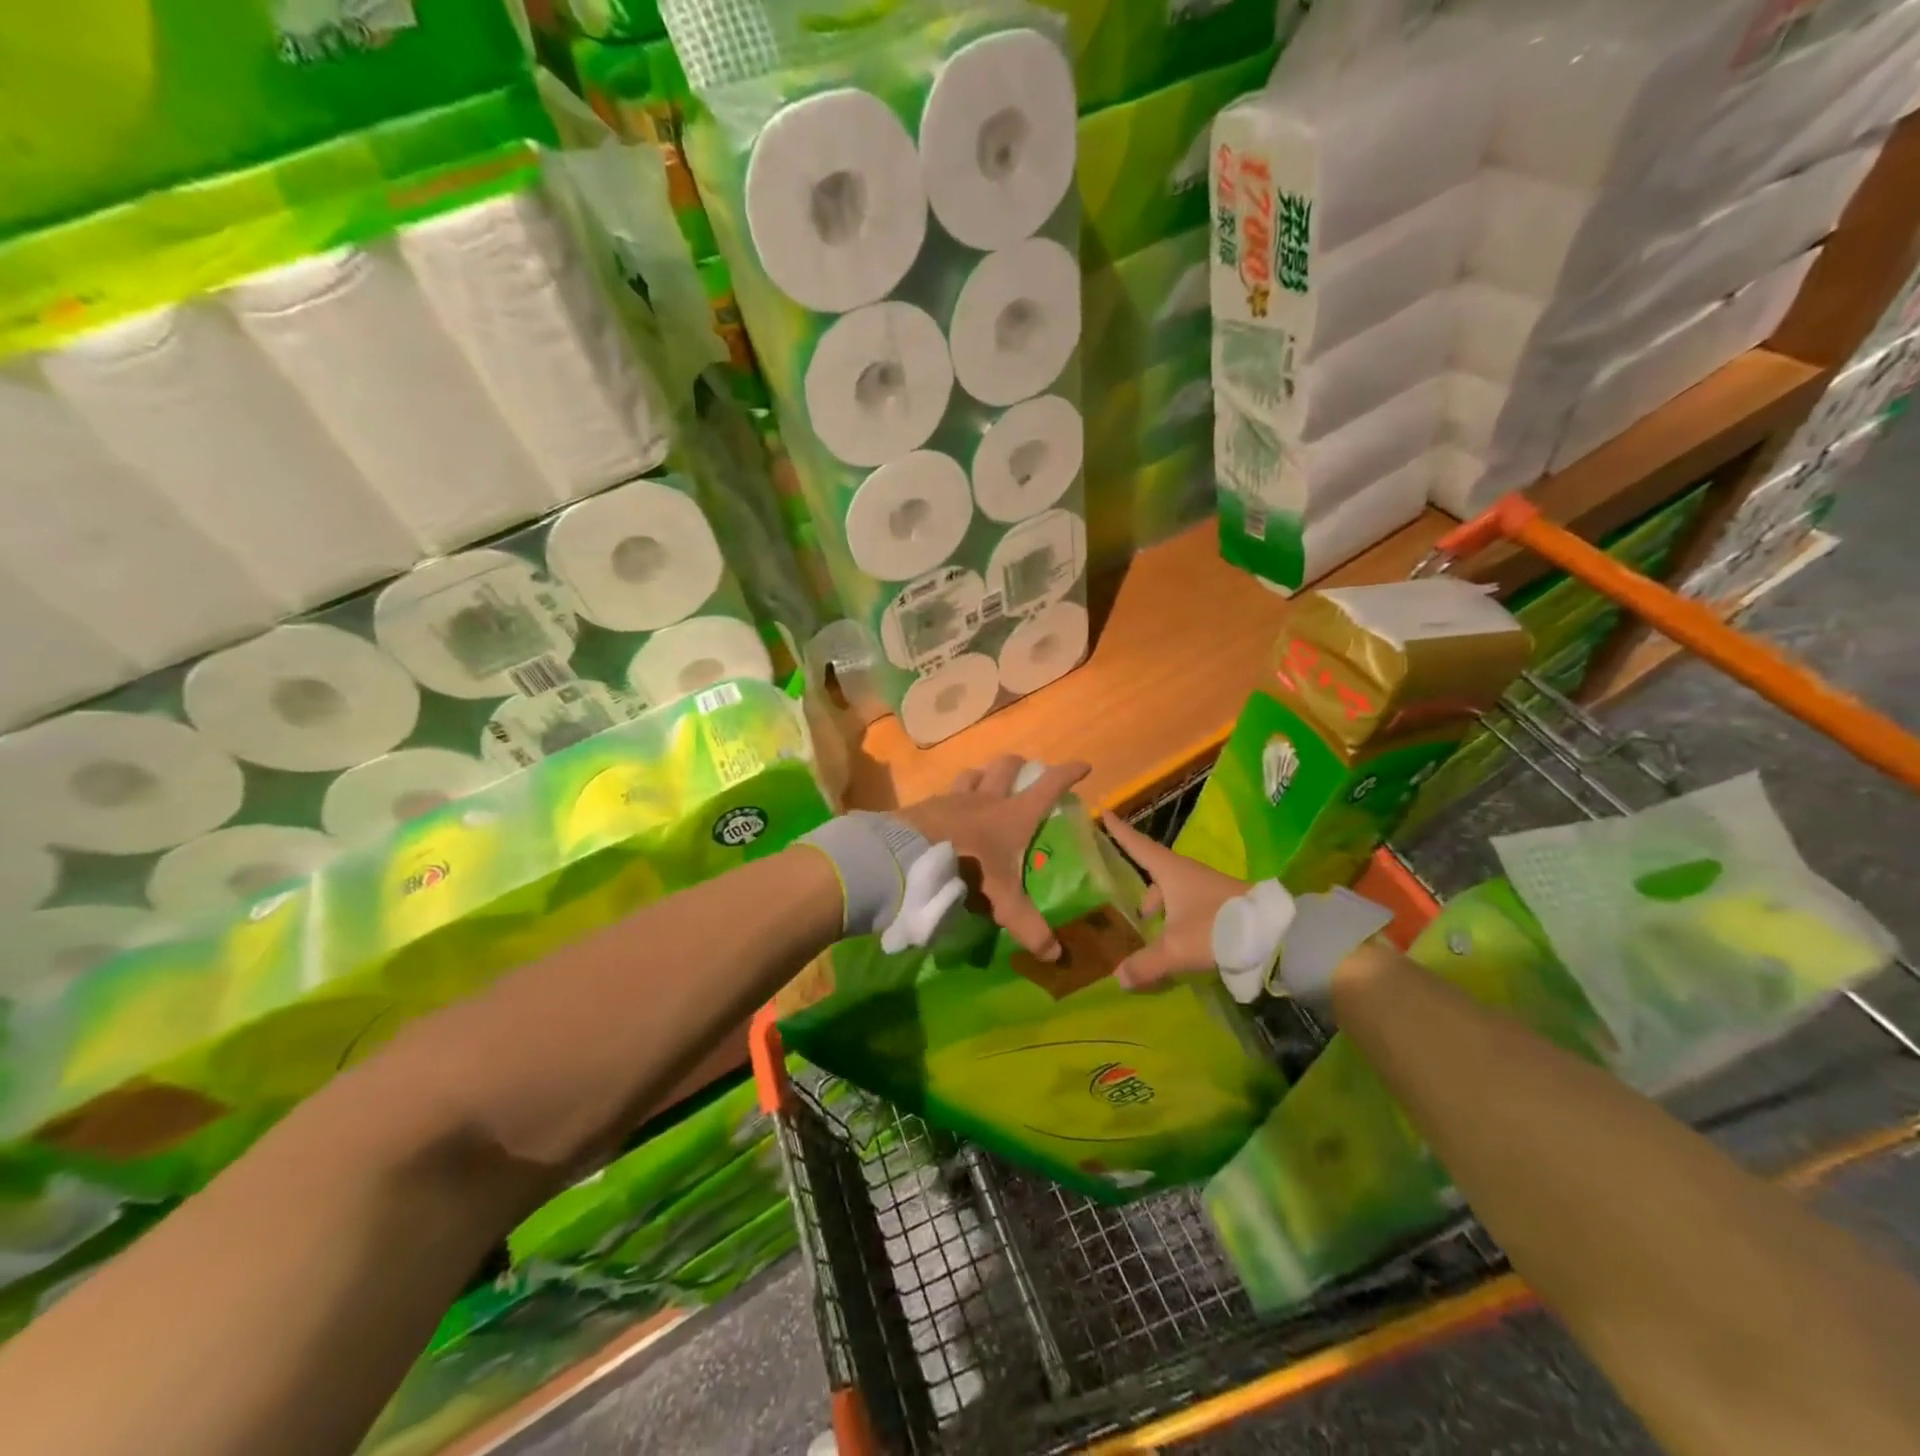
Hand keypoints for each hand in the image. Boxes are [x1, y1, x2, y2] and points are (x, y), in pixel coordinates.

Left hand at [897, 756, 1090, 961]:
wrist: (910, 856)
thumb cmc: (967, 869)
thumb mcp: (1002, 901)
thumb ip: (1028, 927)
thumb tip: (1056, 956)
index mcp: (1013, 815)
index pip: (1048, 786)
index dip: (1067, 774)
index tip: (1083, 766)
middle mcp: (986, 798)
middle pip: (1006, 767)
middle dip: (1020, 765)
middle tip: (1025, 773)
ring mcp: (954, 798)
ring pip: (973, 774)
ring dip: (983, 775)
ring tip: (986, 785)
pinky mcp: (928, 806)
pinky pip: (945, 793)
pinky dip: (952, 797)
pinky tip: (949, 811)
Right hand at [1101, 814, 1253, 989]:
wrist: (1274, 934)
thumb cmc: (1215, 928)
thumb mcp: (1176, 949)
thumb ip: (1146, 964)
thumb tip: (1118, 978)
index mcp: (1171, 871)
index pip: (1138, 846)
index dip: (1120, 832)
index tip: (1105, 813)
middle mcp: (1188, 874)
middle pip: (1157, 875)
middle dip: (1145, 893)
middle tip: (1134, 913)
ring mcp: (1208, 888)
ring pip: (1176, 893)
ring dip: (1165, 910)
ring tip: (1156, 935)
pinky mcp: (1224, 905)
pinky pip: (1192, 907)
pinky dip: (1181, 920)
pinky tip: (1182, 942)